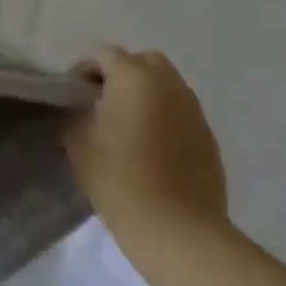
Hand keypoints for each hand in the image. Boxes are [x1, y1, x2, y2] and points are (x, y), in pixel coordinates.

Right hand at [63, 47, 228, 255]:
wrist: (178, 231)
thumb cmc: (119, 178)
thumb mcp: (78, 140)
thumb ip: (77, 112)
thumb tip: (82, 108)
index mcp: (133, 78)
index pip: (104, 54)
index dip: (85, 70)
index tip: (76, 96)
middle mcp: (168, 85)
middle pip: (144, 61)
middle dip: (123, 73)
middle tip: (106, 101)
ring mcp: (193, 111)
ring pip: (167, 86)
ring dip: (147, 94)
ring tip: (131, 124)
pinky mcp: (209, 139)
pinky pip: (182, 113)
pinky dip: (166, 117)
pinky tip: (153, 147)